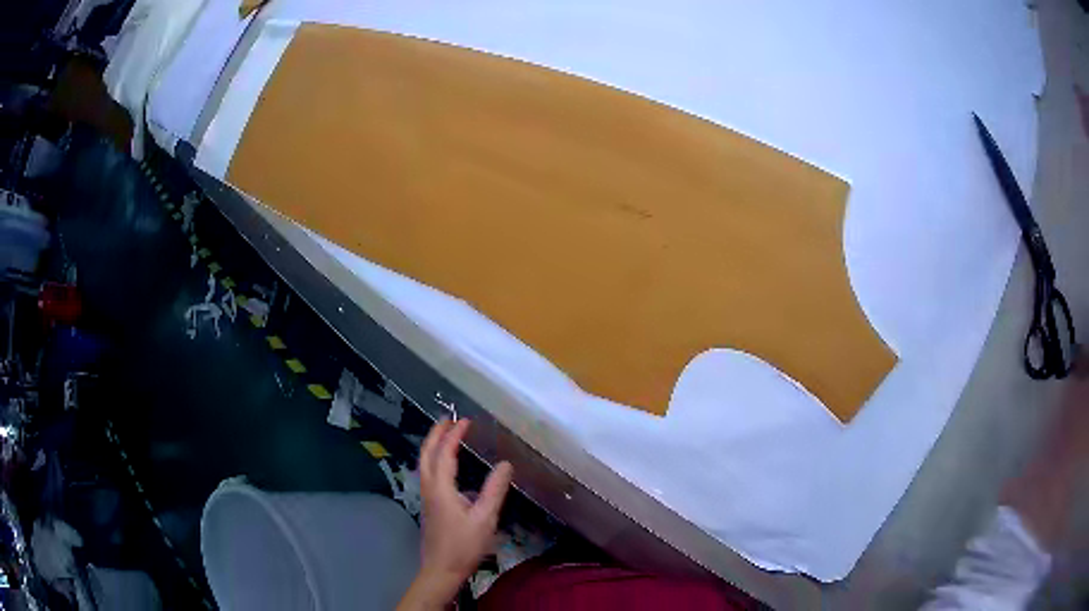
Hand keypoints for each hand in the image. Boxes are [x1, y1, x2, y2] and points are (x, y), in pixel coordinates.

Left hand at [398, 420, 513, 608]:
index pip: (446, 453)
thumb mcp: (485, 519)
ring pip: (424, 464)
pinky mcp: (429, 507)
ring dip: (432, 446)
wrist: (441, 570)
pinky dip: (433, 459)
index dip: (454, 435)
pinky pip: (427, 473)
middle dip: (435, 434)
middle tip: (448, 419)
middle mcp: (429, 488)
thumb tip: (506, 464)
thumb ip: (495, 490)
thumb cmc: (464, 546)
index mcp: (441, 488)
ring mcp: (426, 498)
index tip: (466, 420)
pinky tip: (446, 467)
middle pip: (426, 454)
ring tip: (445, 435)